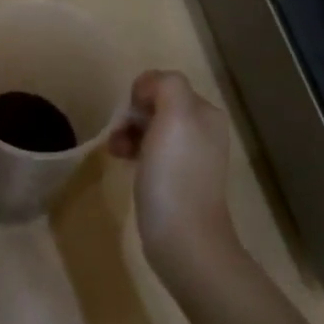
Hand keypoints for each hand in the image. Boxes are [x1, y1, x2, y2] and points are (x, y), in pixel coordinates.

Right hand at [108, 69, 239, 278]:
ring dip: (128, 135)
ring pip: (150, 129)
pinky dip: (134, 153)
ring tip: (118, 154)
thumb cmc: (174, 175)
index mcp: (205, 113)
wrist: (183, 239)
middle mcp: (203, 130)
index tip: (128, 120)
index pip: (163, 84)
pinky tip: (126, 165)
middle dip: (131, 117)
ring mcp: (191, 157)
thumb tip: (146, 88)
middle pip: (155, 106)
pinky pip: (151, 152)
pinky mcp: (177, 180)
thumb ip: (165, 86)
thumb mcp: (174, 116)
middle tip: (118, 139)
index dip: (139, 96)